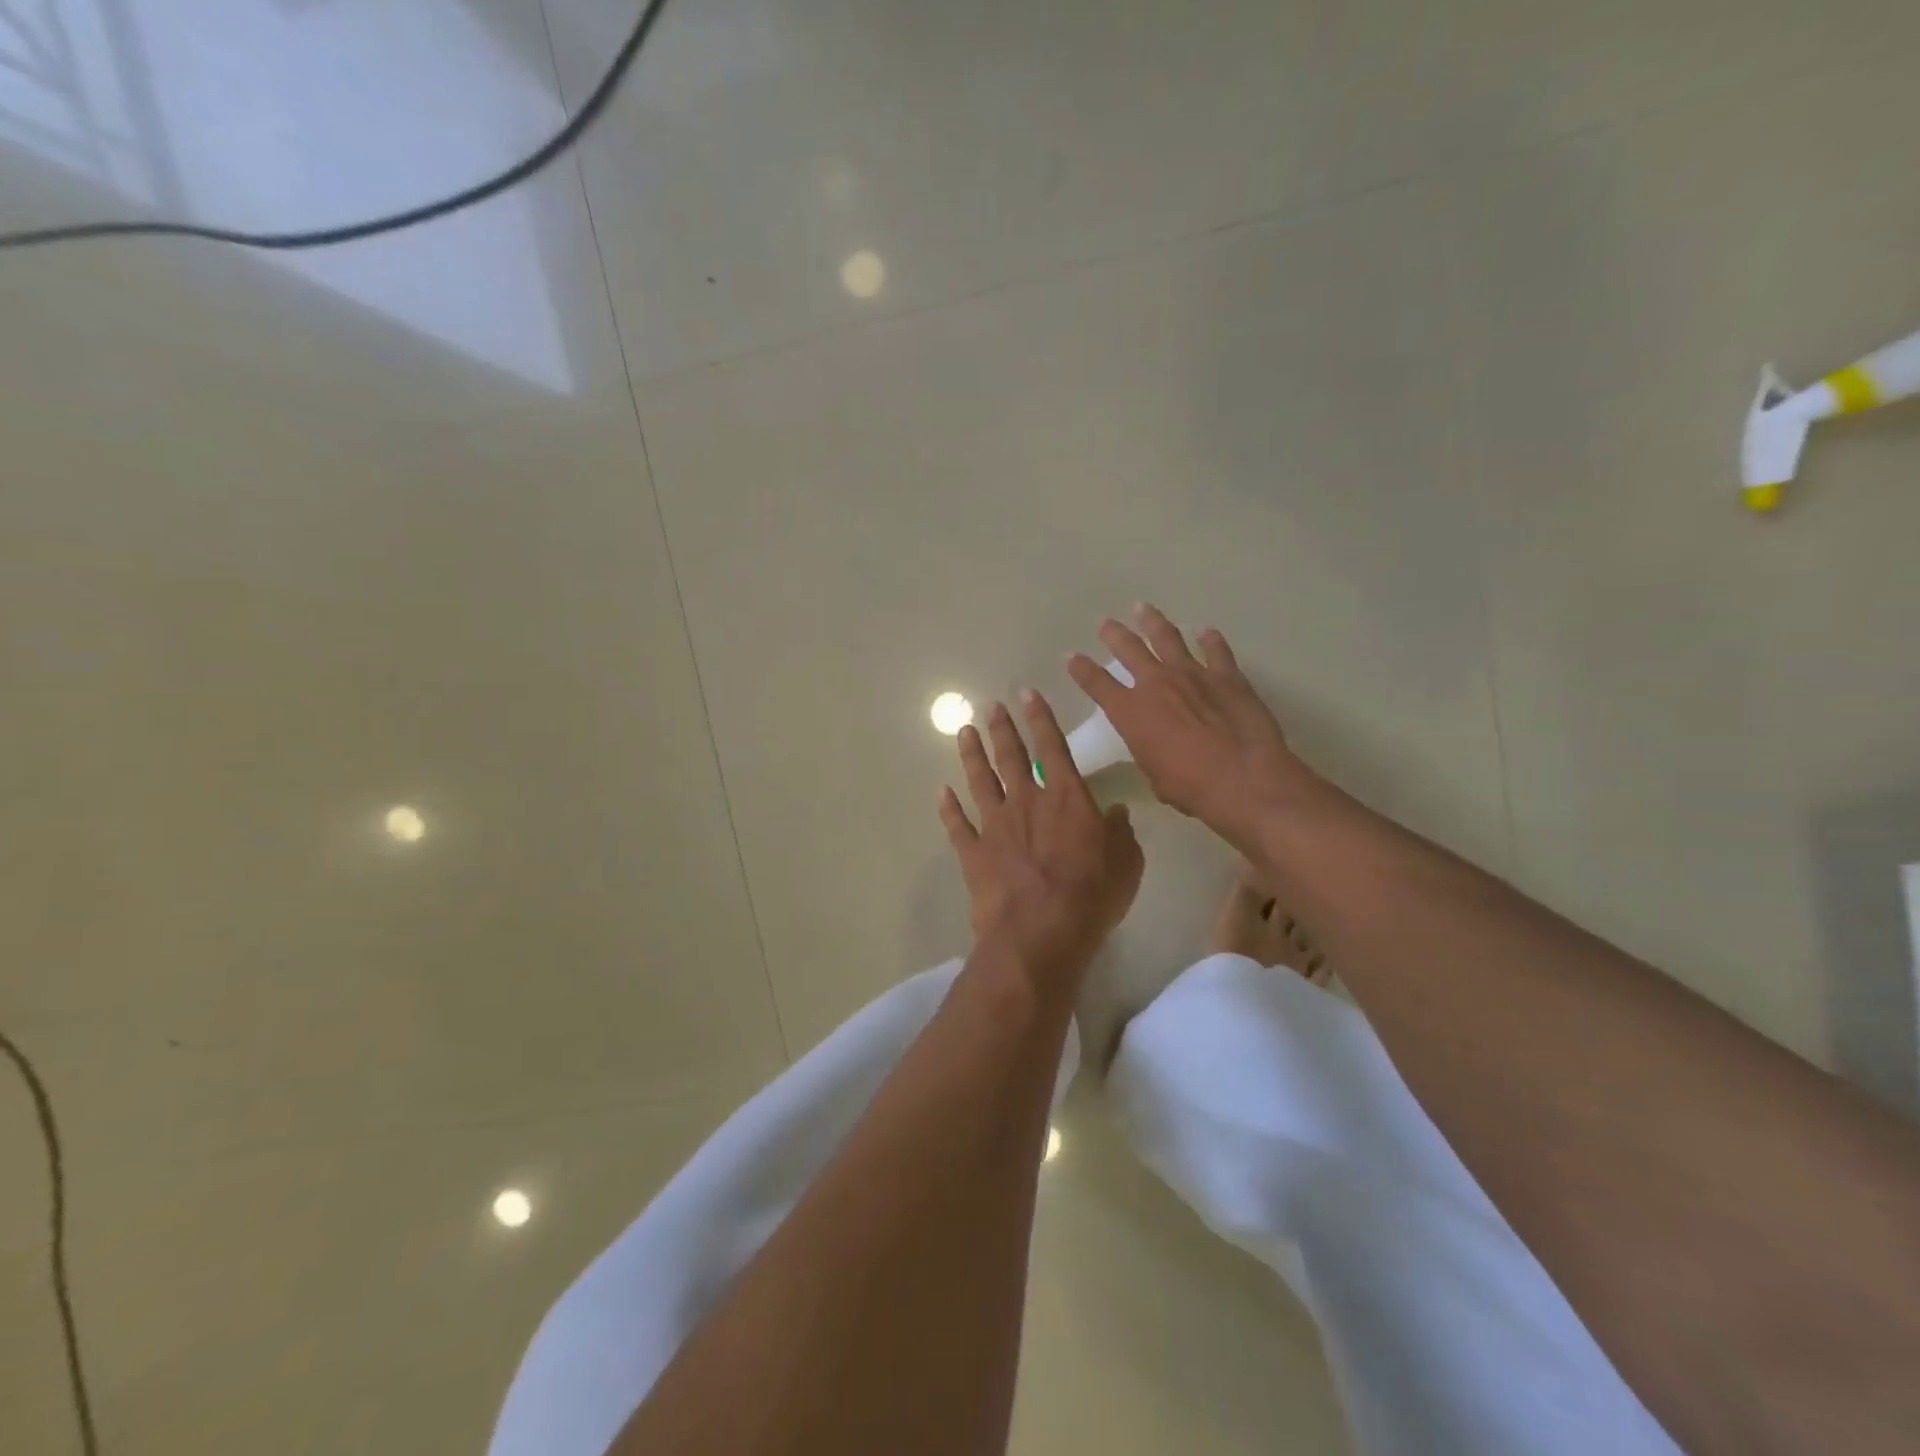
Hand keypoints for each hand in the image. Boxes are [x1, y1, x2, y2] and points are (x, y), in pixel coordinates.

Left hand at [939, 692, 1143, 964]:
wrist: (1040, 933)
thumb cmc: (1092, 896)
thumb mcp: (1126, 863)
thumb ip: (1120, 832)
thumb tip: (1116, 812)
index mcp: (1066, 797)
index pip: (1053, 746)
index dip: (1040, 718)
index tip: (1027, 694)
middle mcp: (1027, 801)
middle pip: (1012, 756)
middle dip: (1003, 729)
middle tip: (992, 706)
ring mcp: (995, 825)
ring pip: (980, 781)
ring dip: (972, 755)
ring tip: (964, 732)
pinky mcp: (974, 853)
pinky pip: (958, 824)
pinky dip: (948, 808)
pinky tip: (941, 792)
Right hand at [1067, 605, 1313, 847]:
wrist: (1242, 777)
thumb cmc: (1190, 786)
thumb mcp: (1154, 773)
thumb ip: (1149, 750)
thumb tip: (1155, 745)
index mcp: (1130, 712)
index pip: (1097, 684)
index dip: (1081, 670)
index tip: (1071, 657)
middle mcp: (1156, 684)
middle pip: (1129, 649)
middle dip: (1114, 634)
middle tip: (1105, 622)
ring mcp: (1193, 674)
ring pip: (1167, 638)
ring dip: (1153, 622)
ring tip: (1143, 608)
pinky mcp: (1228, 676)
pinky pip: (1216, 651)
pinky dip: (1210, 640)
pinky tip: (1206, 632)